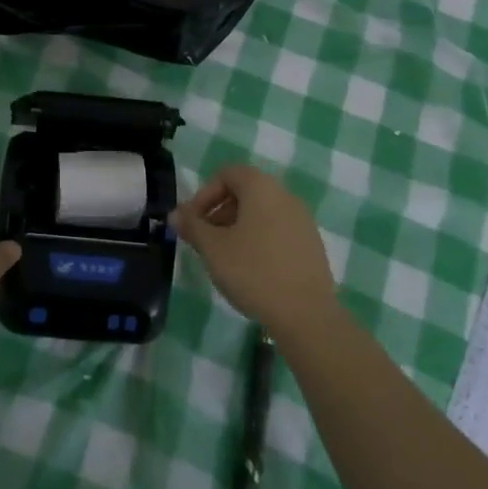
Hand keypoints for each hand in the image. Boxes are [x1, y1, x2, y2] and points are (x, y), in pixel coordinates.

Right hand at [173, 164, 337, 339]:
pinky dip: (259, 240)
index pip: (227, 174)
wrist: (306, 315)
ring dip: (237, 227)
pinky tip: (251, 270)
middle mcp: (285, 196)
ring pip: (261, 213)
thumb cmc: (253, 271)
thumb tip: (175, 214)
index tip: (193, 222)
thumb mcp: (212, 248)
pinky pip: (278, 231)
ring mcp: (302, 221)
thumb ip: (192, 226)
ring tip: (225, 258)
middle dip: (219, 212)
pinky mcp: (311, 245)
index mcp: (261, 187)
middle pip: (245, 192)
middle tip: (204, 240)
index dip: (204, 194)